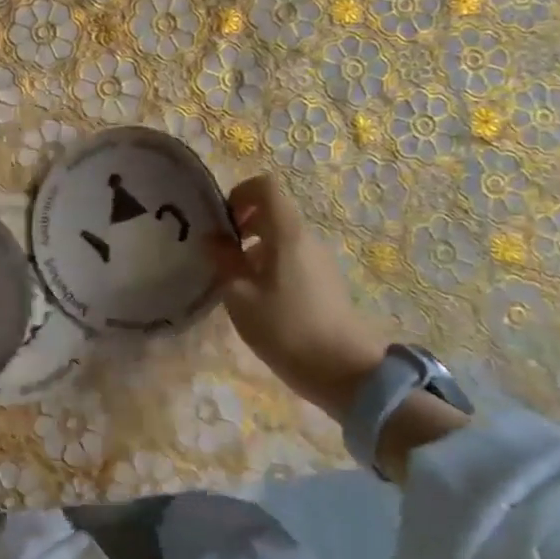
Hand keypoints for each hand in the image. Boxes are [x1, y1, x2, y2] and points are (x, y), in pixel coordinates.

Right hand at [209, 175, 394, 416]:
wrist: (346, 372)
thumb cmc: (287, 329)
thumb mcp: (241, 297)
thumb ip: (224, 262)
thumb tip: (213, 240)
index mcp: (287, 233)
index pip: (266, 186)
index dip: (240, 193)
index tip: (223, 222)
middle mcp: (307, 238)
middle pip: (274, 211)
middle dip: (244, 223)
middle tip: (222, 254)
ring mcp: (320, 260)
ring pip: (283, 237)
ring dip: (256, 248)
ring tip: (238, 282)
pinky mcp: (326, 282)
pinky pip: (294, 258)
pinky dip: (272, 265)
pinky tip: (261, 300)